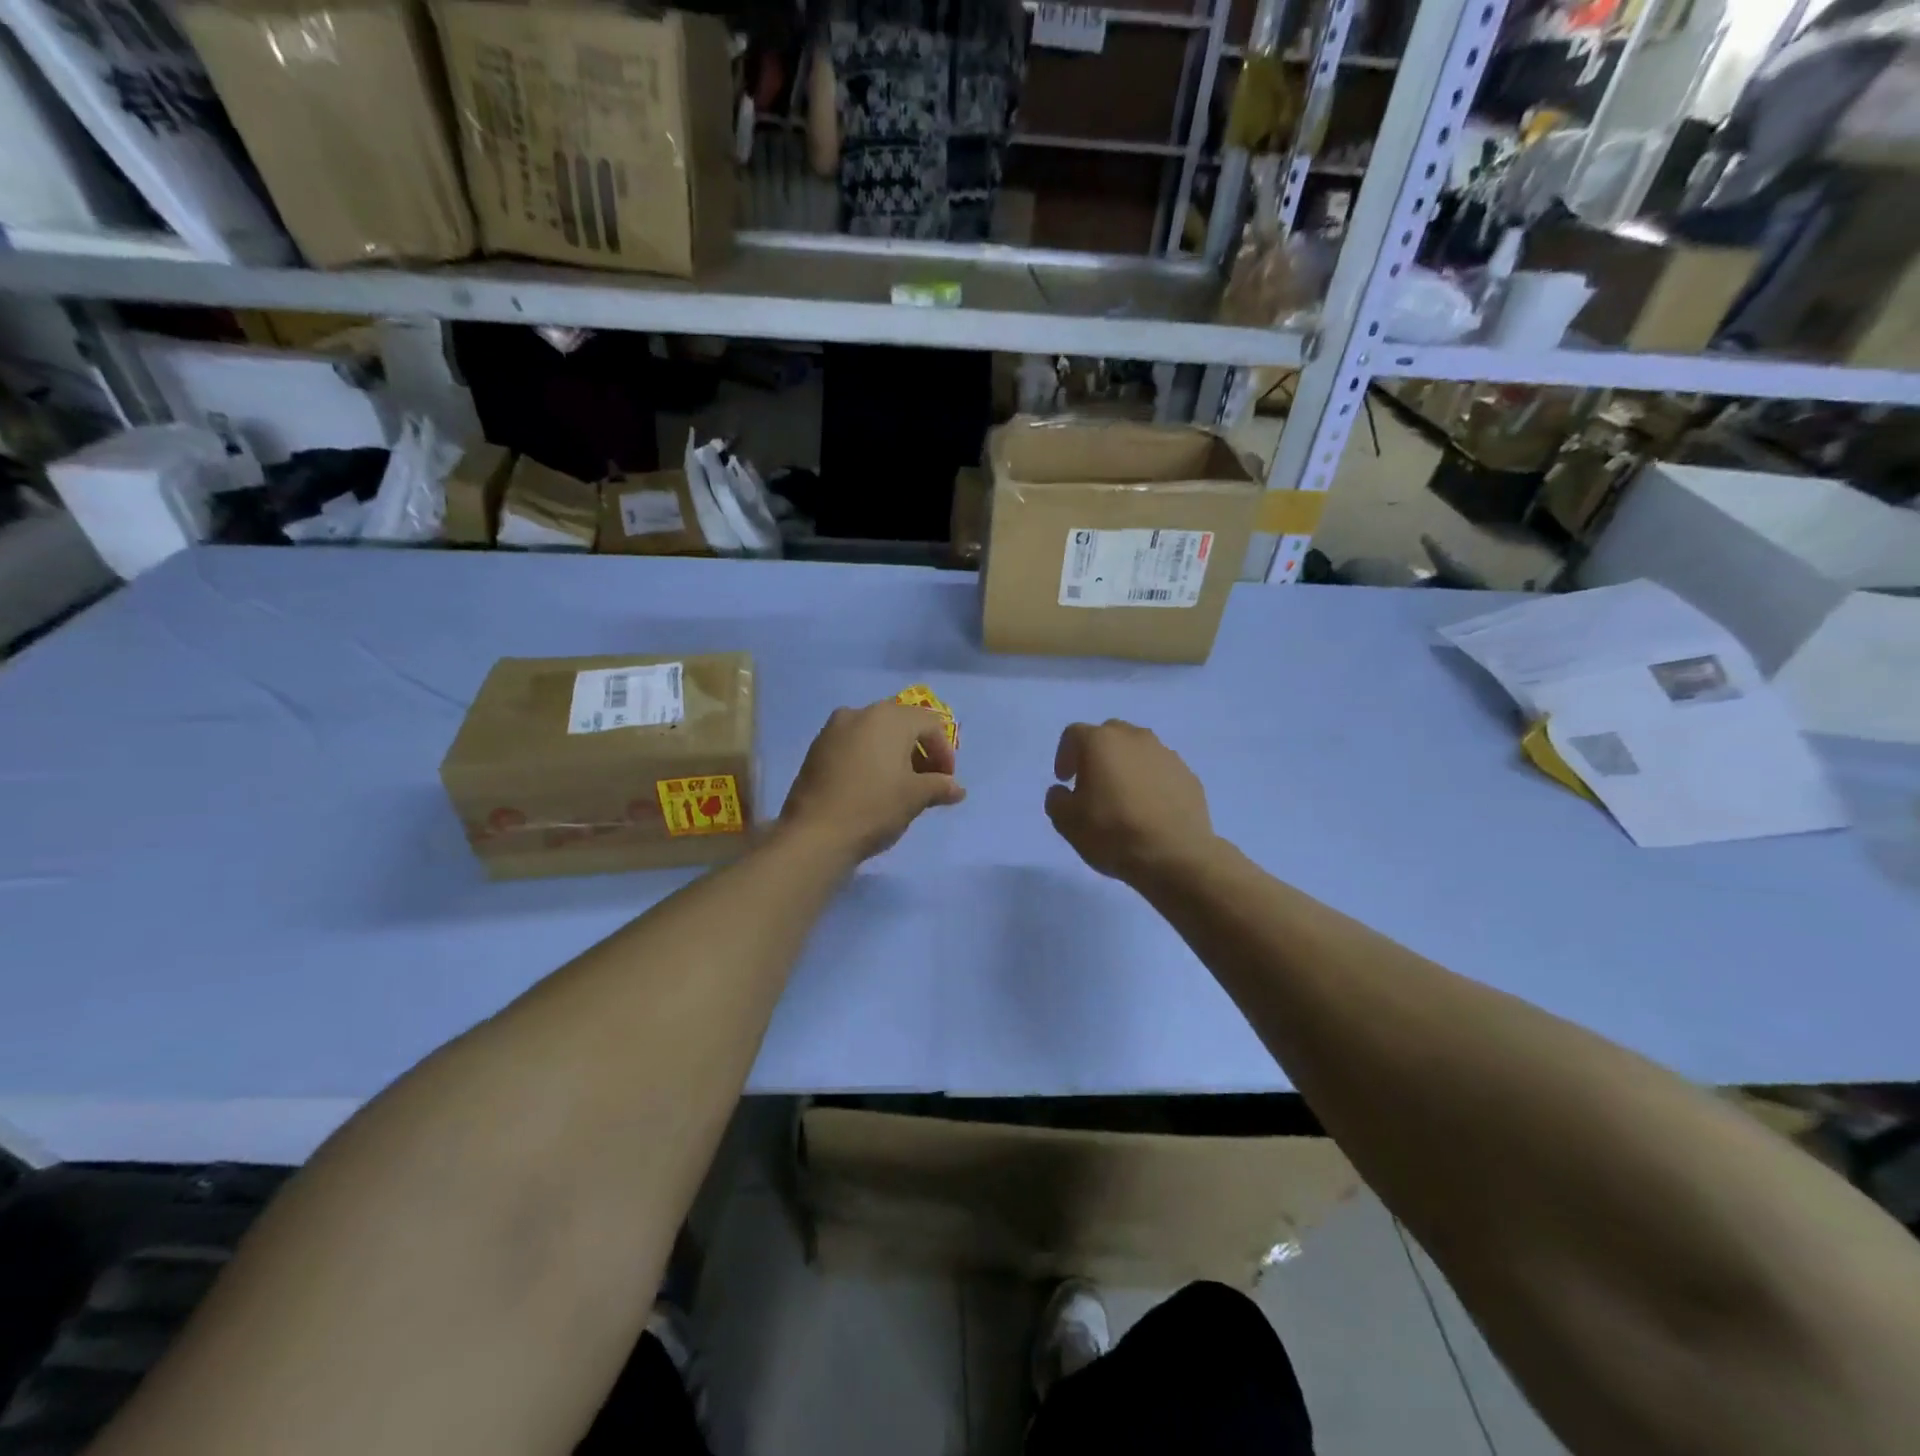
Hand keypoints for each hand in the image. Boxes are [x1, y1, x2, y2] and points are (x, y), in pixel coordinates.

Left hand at [781, 702, 964, 863]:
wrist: (814, 834)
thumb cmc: (874, 807)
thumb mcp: (915, 798)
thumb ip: (940, 786)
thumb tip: (957, 789)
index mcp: (889, 717)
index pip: (930, 724)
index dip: (944, 752)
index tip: (946, 782)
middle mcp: (861, 713)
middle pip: (901, 724)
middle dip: (919, 749)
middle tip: (926, 780)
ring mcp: (833, 729)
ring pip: (874, 733)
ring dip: (893, 753)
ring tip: (899, 785)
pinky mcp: (816, 749)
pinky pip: (852, 745)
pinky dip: (868, 758)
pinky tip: (870, 786)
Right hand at [1045, 720, 1214, 885]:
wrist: (1174, 855)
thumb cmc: (1112, 833)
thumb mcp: (1066, 822)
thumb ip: (1057, 799)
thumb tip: (1063, 792)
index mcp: (1100, 742)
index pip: (1074, 734)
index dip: (1064, 755)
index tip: (1065, 780)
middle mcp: (1135, 738)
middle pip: (1109, 735)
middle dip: (1097, 754)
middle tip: (1092, 784)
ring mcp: (1166, 754)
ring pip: (1138, 751)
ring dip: (1126, 766)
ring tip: (1123, 799)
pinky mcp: (1188, 775)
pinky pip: (1161, 771)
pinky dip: (1151, 782)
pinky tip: (1149, 810)